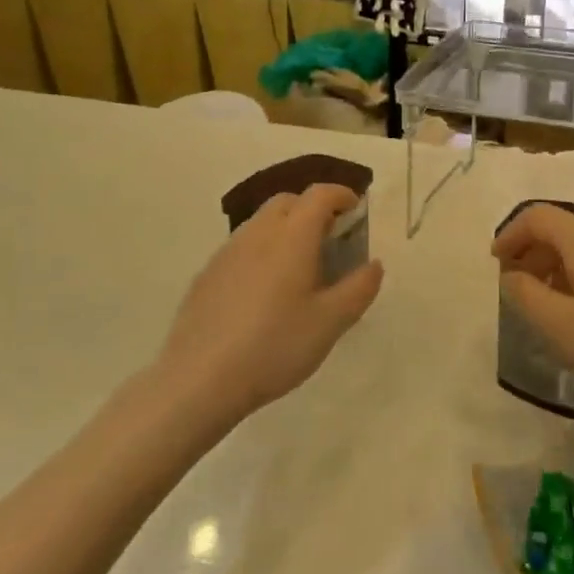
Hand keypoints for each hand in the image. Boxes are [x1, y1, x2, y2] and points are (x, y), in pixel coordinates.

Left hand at [159, 184, 383, 423]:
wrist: (199, 379)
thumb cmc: (274, 346)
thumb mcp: (330, 322)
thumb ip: (359, 288)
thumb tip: (374, 264)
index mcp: (292, 236)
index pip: (319, 194)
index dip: (342, 195)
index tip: (356, 210)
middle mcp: (258, 232)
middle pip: (289, 201)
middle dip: (313, 209)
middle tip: (331, 239)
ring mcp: (228, 251)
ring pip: (262, 222)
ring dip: (286, 229)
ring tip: (300, 266)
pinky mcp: (208, 273)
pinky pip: (243, 246)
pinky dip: (263, 250)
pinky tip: (265, 291)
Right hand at [493, 204, 573, 420]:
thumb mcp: (565, 328)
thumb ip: (527, 297)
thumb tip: (512, 276)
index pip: (538, 217)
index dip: (510, 235)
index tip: (496, 264)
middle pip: (562, 229)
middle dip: (533, 254)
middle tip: (518, 290)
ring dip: (559, 266)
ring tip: (550, 306)